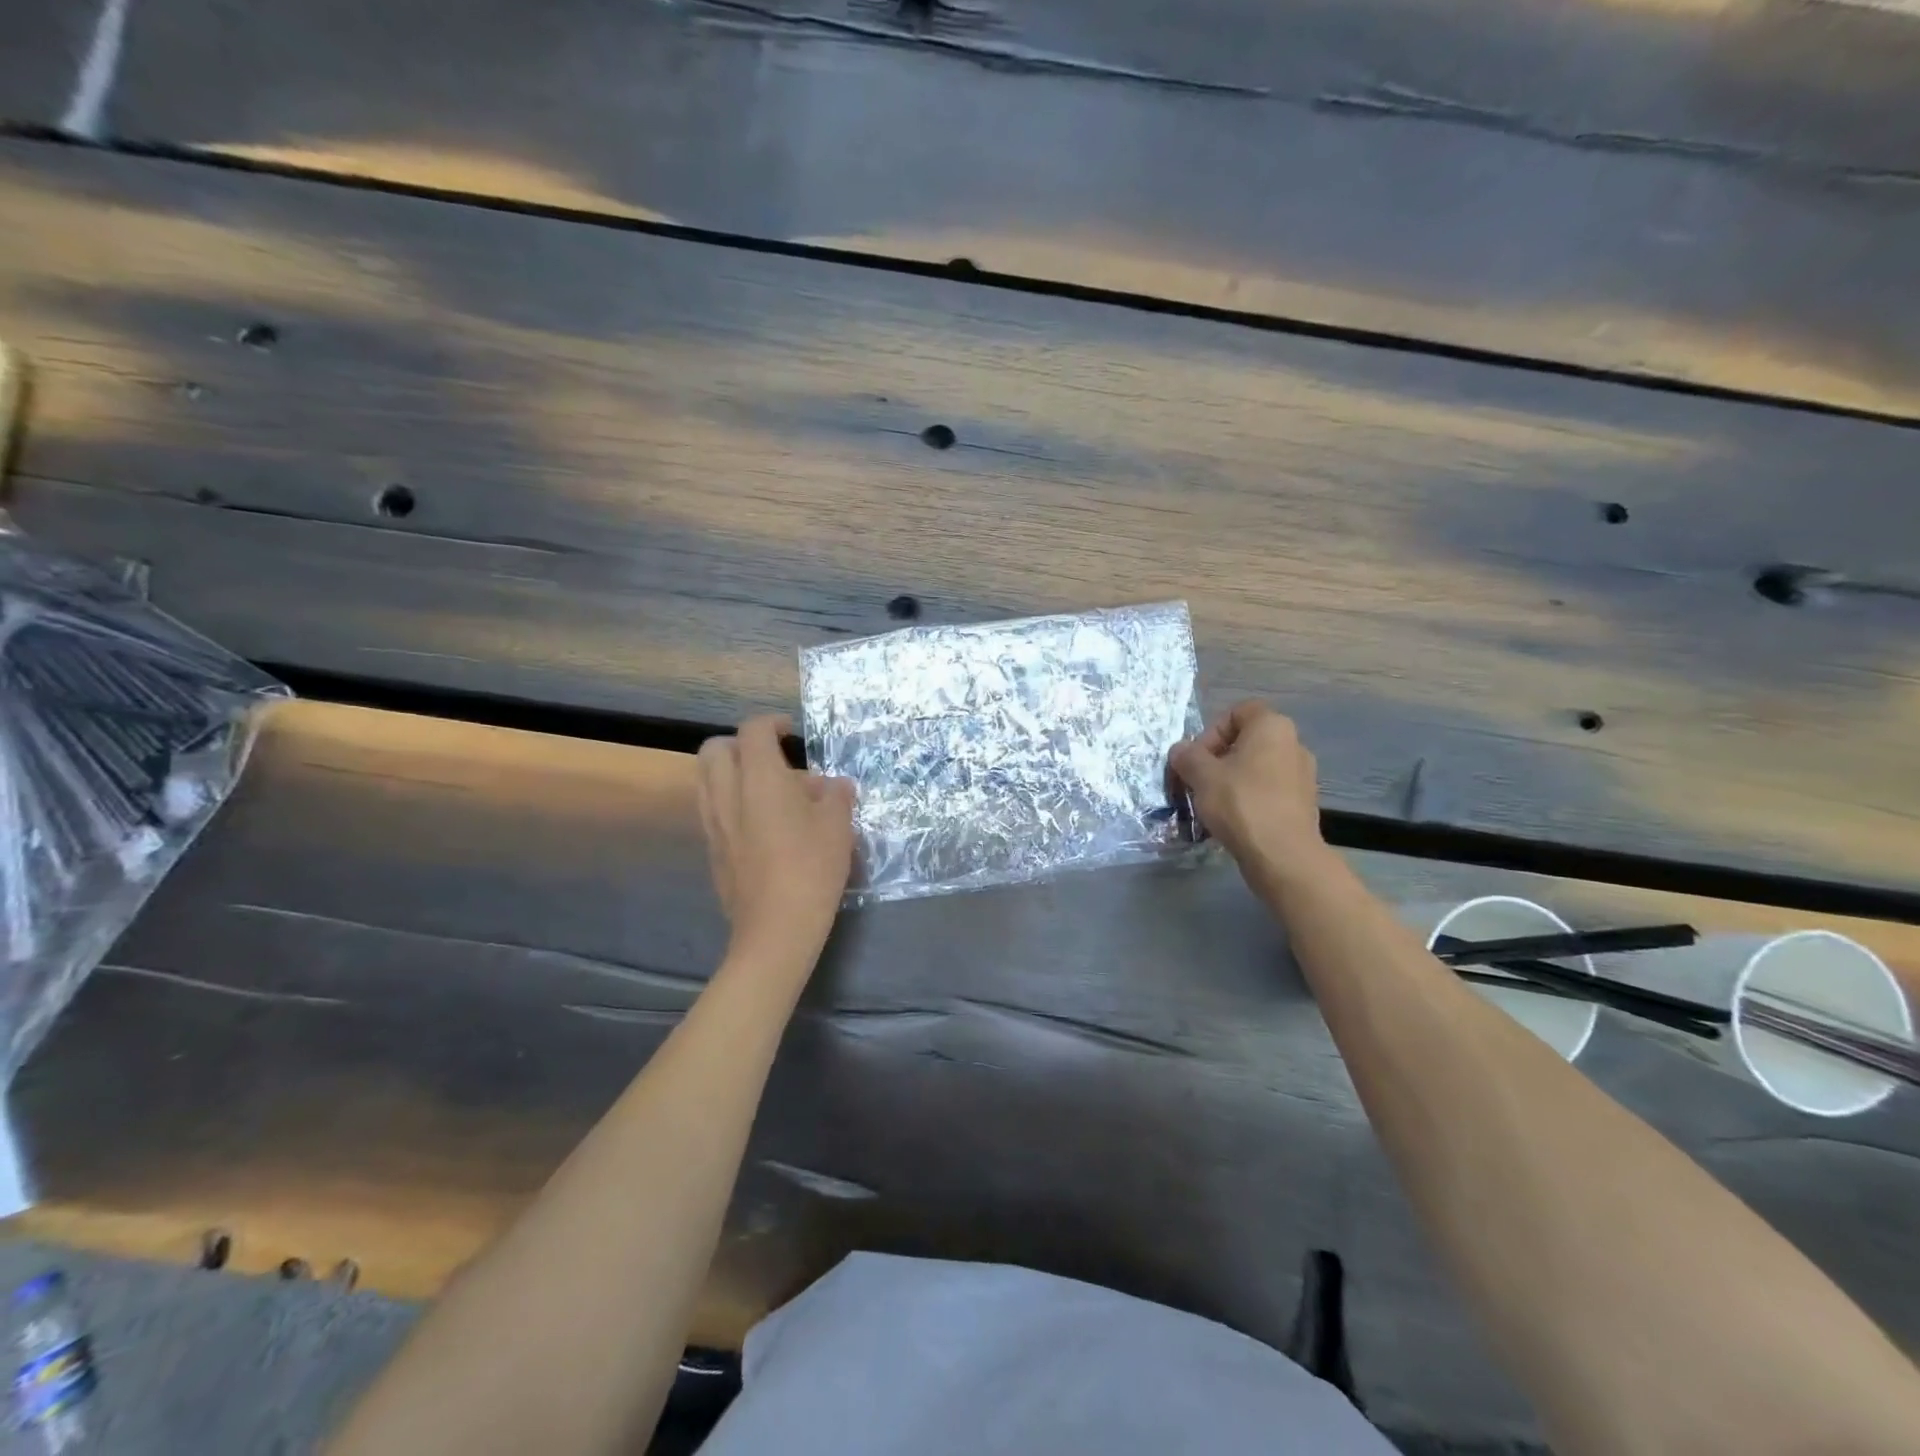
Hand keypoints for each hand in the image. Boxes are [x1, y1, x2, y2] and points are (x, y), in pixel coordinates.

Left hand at [697, 716, 855, 964]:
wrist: (776, 928)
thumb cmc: (812, 868)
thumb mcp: (838, 826)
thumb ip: (836, 796)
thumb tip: (834, 786)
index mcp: (760, 778)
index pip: (753, 731)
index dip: (772, 723)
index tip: (790, 730)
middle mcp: (728, 794)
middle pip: (715, 749)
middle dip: (741, 743)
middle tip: (772, 757)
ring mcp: (714, 824)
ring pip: (707, 779)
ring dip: (732, 772)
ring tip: (767, 790)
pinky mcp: (712, 850)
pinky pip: (712, 809)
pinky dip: (730, 801)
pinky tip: (761, 824)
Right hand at [1169, 702, 1332, 887]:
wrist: (1283, 855)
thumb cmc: (1241, 803)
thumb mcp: (1201, 776)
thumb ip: (1187, 757)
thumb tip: (1180, 750)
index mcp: (1272, 727)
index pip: (1238, 712)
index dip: (1211, 731)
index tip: (1197, 758)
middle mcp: (1293, 744)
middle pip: (1246, 741)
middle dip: (1217, 759)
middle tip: (1198, 781)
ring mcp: (1302, 775)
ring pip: (1256, 767)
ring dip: (1231, 780)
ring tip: (1212, 803)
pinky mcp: (1302, 803)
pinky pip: (1268, 790)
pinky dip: (1248, 798)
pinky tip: (1233, 820)